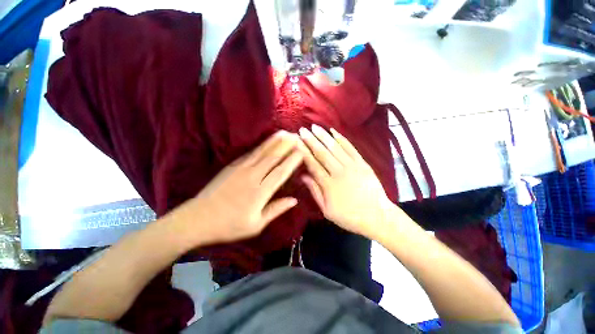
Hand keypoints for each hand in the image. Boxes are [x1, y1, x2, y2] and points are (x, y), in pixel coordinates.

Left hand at [174, 131, 303, 245]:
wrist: (197, 219)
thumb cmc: (229, 225)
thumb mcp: (256, 225)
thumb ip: (276, 210)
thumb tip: (294, 200)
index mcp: (259, 193)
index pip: (280, 172)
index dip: (292, 161)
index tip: (302, 151)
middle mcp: (252, 177)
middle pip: (273, 157)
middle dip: (286, 145)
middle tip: (297, 136)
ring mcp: (241, 169)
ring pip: (262, 152)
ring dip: (275, 141)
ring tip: (285, 132)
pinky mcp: (232, 165)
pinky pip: (251, 153)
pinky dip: (262, 146)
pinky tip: (268, 141)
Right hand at [299, 125, 394, 238]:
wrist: (377, 216)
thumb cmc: (349, 216)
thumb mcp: (327, 210)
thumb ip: (315, 191)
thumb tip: (304, 176)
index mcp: (329, 185)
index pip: (313, 164)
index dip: (304, 152)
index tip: (296, 142)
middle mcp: (339, 172)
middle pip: (322, 153)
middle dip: (311, 140)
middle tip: (302, 130)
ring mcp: (352, 166)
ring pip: (335, 148)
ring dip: (324, 136)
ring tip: (314, 127)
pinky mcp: (362, 163)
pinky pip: (350, 148)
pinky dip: (341, 138)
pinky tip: (334, 131)